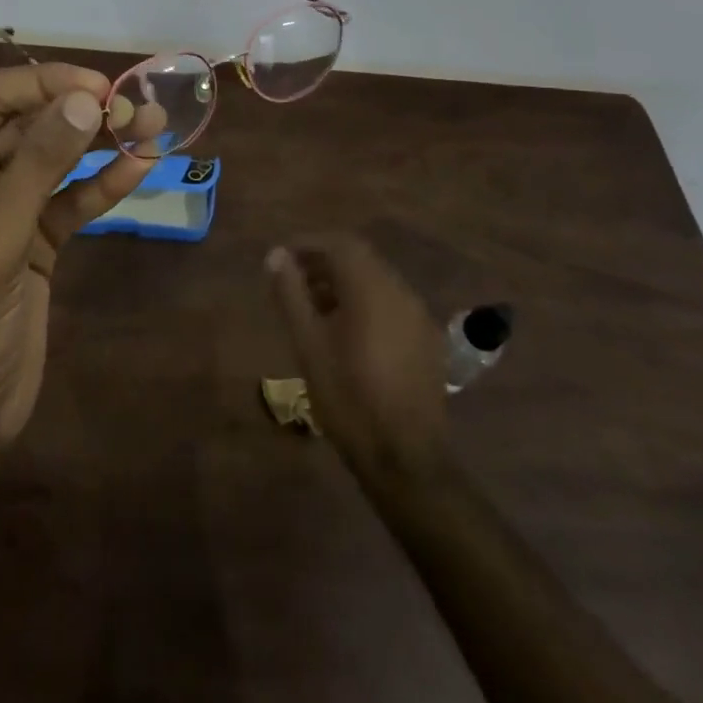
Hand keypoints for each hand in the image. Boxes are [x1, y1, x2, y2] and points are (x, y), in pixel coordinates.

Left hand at [0, 63, 153, 444]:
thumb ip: (39, 163)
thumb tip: (87, 99)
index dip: (45, 84)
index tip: (99, 85)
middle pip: (28, 124)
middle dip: (81, 113)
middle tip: (136, 106)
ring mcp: (0, 207)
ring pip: (54, 159)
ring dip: (101, 144)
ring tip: (154, 125)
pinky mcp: (32, 238)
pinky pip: (69, 199)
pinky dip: (102, 185)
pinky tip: (140, 167)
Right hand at [266, 235, 454, 492]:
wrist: (405, 459)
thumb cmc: (349, 397)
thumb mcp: (308, 344)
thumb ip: (291, 293)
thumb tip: (276, 255)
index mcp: (371, 288)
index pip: (339, 243)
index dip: (308, 244)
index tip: (282, 258)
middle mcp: (400, 291)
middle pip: (359, 259)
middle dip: (324, 263)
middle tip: (293, 282)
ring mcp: (418, 316)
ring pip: (376, 281)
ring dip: (344, 283)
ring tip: (314, 309)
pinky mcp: (427, 340)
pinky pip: (391, 304)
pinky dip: (365, 303)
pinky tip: (347, 334)